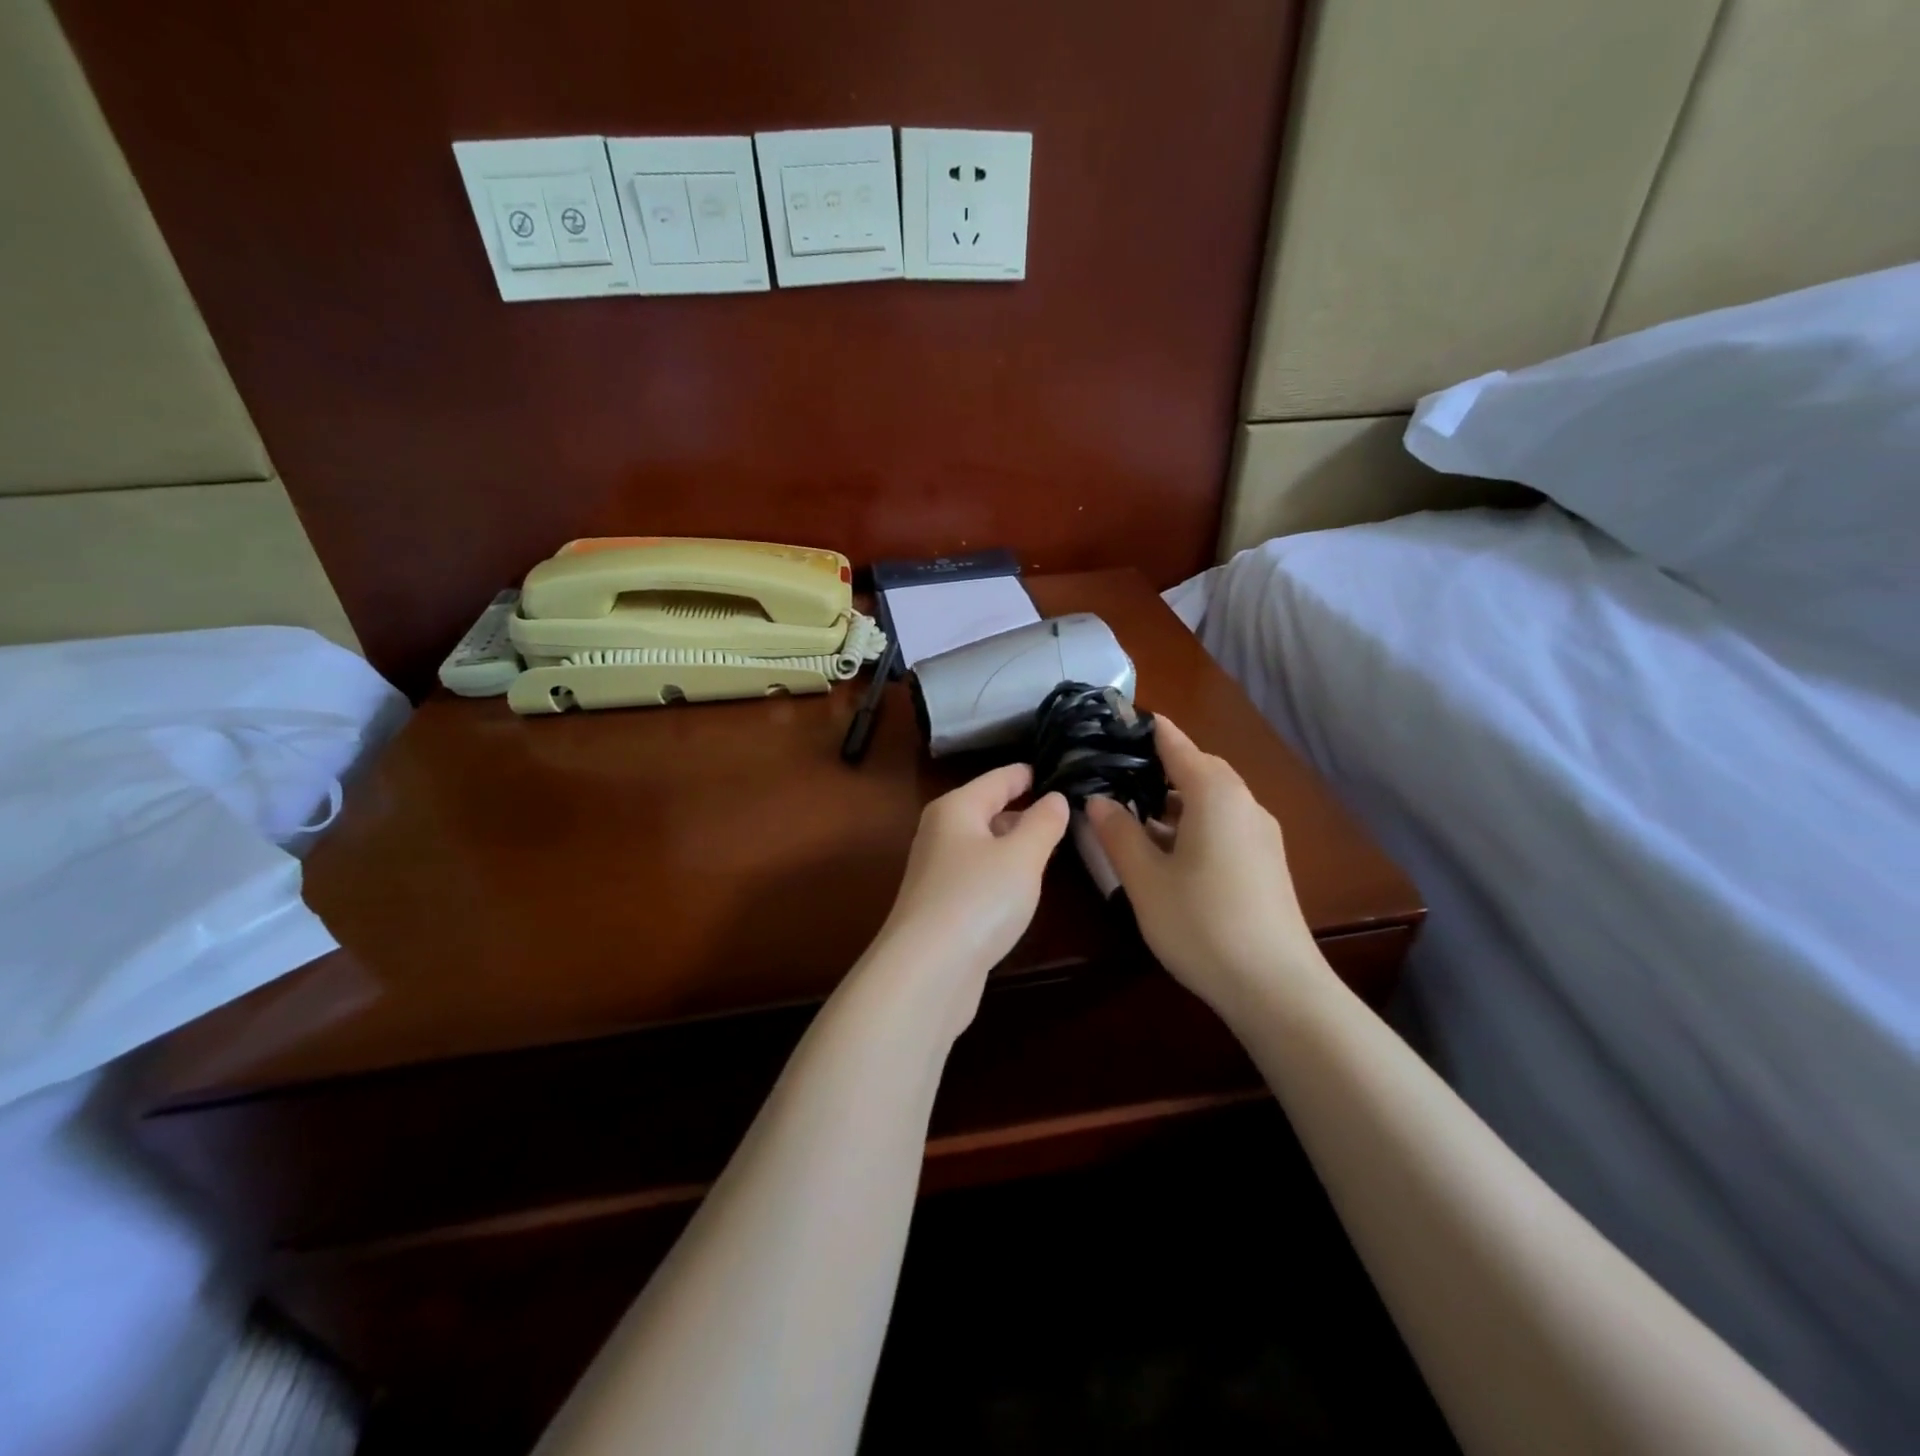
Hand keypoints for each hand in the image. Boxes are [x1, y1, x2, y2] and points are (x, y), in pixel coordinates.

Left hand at [877, 764, 1068, 1004]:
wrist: (927, 971)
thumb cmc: (978, 899)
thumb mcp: (1022, 856)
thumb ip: (1043, 823)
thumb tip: (1055, 798)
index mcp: (956, 808)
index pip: (998, 778)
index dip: (1027, 773)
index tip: (1057, 766)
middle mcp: (941, 832)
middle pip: (987, 809)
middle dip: (1023, 808)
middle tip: (1065, 807)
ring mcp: (938, 871)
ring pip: (984, 843)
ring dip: (1014, 842)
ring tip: (1052, 842)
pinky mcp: (943, 905)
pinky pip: (980, 873)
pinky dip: (1003, 871)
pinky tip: (1023, 884)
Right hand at [1085, 718, 1317, 1012]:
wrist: (1277, 987)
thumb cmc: (1202, 923)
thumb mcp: (1145, 879)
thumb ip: (1118, 833)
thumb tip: (1098, 800)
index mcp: (1215, 794)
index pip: (1175, 743)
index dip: (1145, 729)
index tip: (1112, 721)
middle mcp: (1244, 803)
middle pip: (1197, 768)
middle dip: (1157, 765)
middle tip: (1114, 771)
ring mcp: (1260, 834)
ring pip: (1211, 799)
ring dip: (1174, 799)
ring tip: (1133, 812)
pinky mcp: (1266, 862)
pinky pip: (1224, 823)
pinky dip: (1192, 822)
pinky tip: (1168, 849)